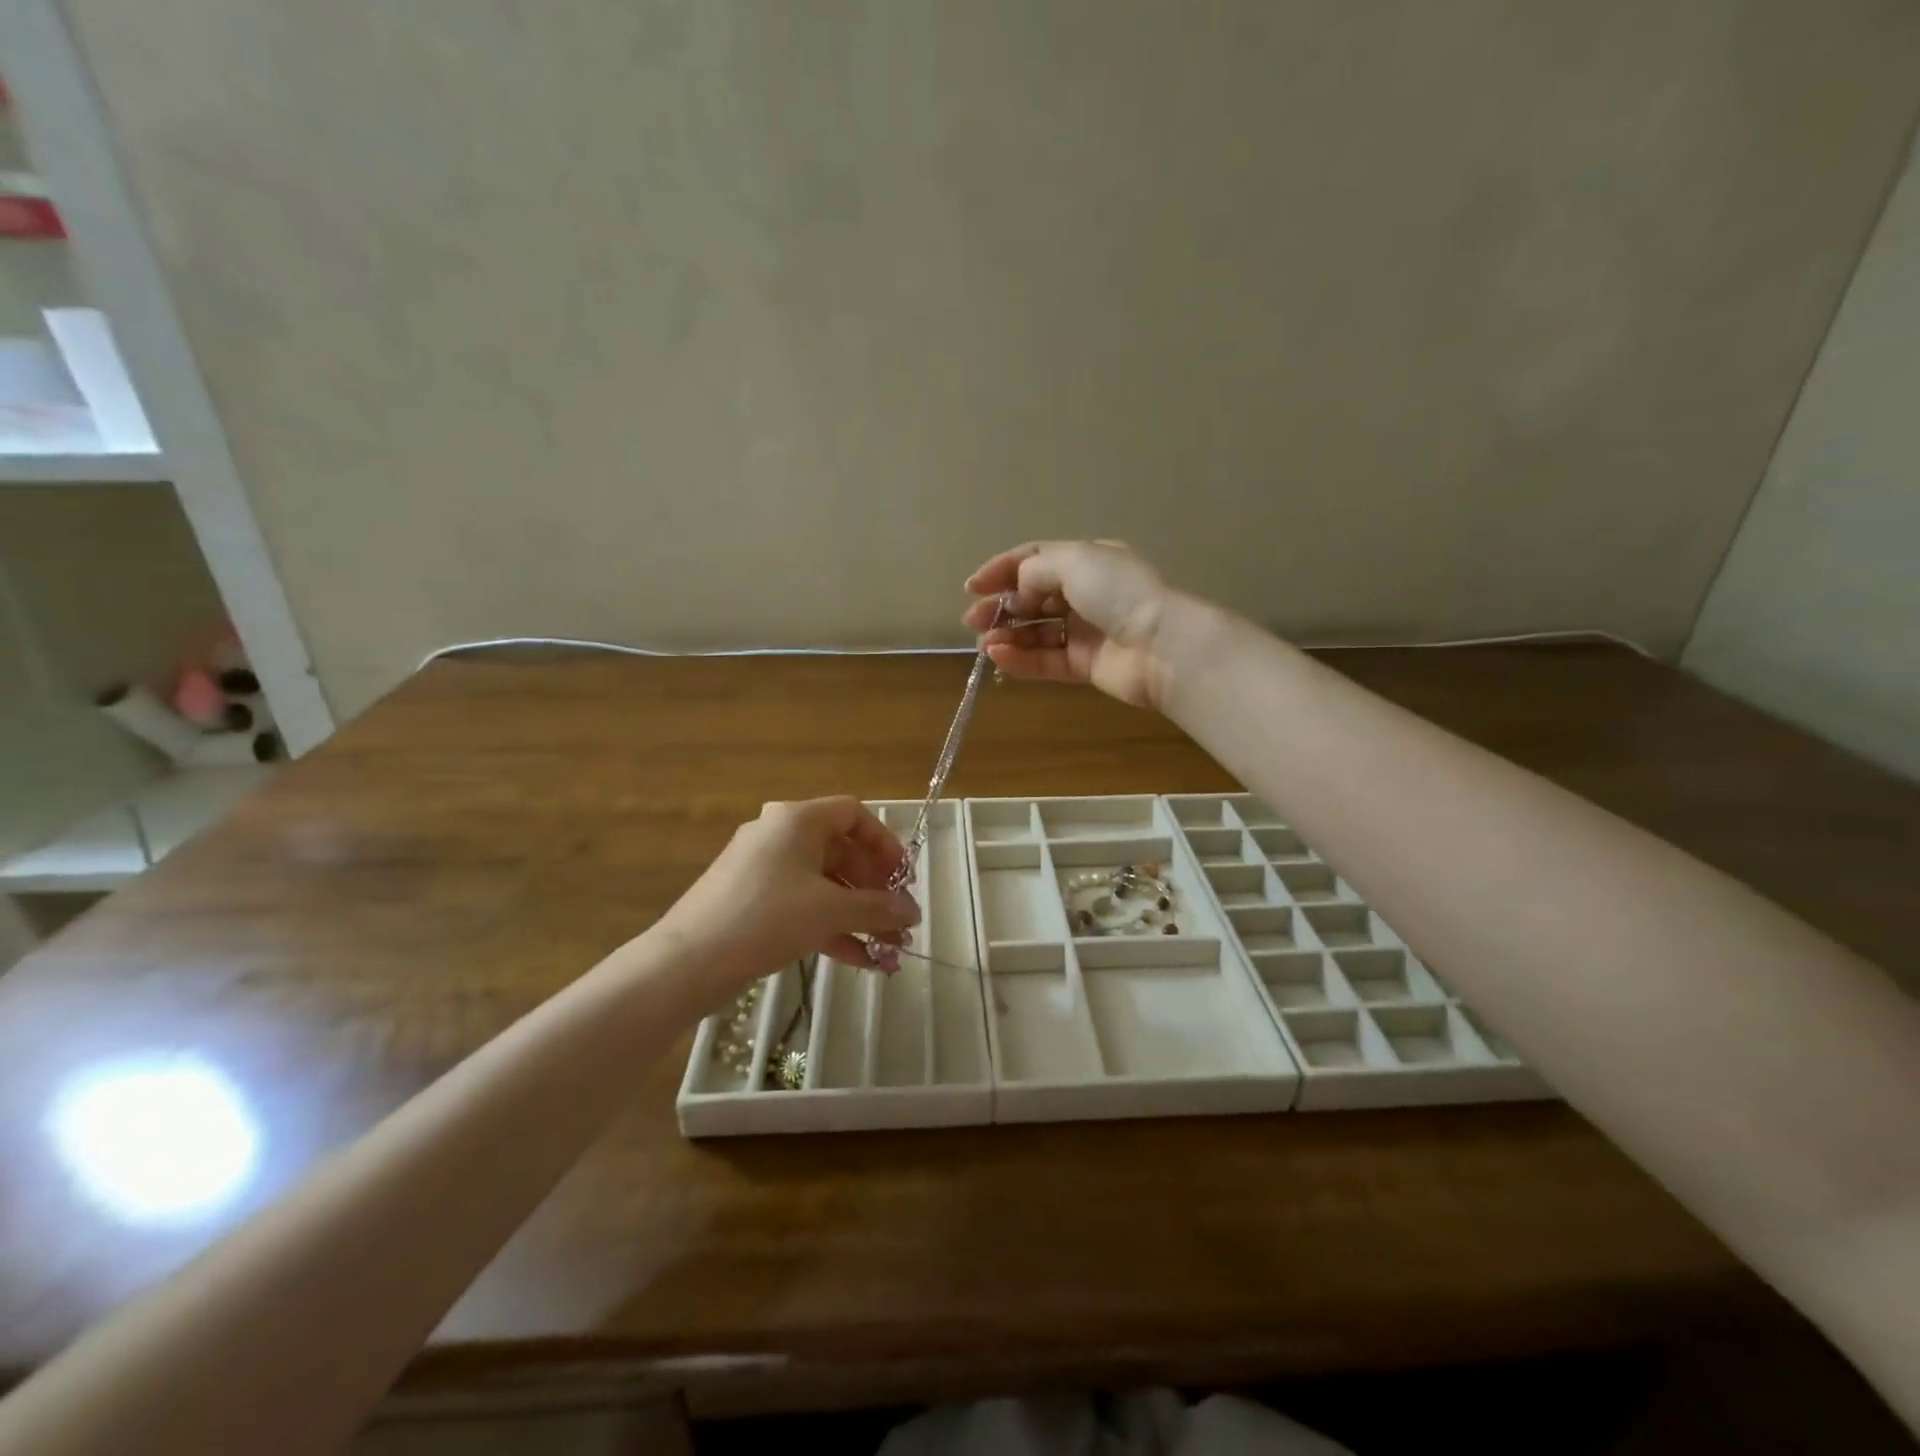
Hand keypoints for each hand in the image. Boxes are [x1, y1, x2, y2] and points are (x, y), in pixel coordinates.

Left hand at [654, 797, 920, 1004]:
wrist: (688, 961)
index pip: (854, 815)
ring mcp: (765, 870)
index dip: (886, 844)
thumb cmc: (767, 917)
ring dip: (859, 915)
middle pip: (842, 853)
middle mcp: (781, 835)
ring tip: (889, 948)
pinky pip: (804, 906)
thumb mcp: (830, 910)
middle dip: (875, 890)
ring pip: (825, 885)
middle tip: (900, 920)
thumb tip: (913, 912)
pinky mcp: (753, 902)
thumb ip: (877, 908)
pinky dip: (832, 927)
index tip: (904, 878)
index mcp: (798, 820)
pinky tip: (861, 960)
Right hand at [962, 540, 1177, 709]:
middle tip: (973, 619)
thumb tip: (1018, 590)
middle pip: (1032, 598)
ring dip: (1007, 636)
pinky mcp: (1085, 665)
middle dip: (1000, 607)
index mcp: (1087, 561)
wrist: (1162, 646)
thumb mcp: (1075, 562)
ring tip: (984, 643)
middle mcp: (1085, 594)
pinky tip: (999, 657)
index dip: (1002, 570)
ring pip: (1036, 632)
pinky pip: (1045, 660)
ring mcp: (1085, 631)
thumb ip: (1036, 571)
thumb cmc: (1119, 593)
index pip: (1036, 560)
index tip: (973, 586)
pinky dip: (1021, 659)